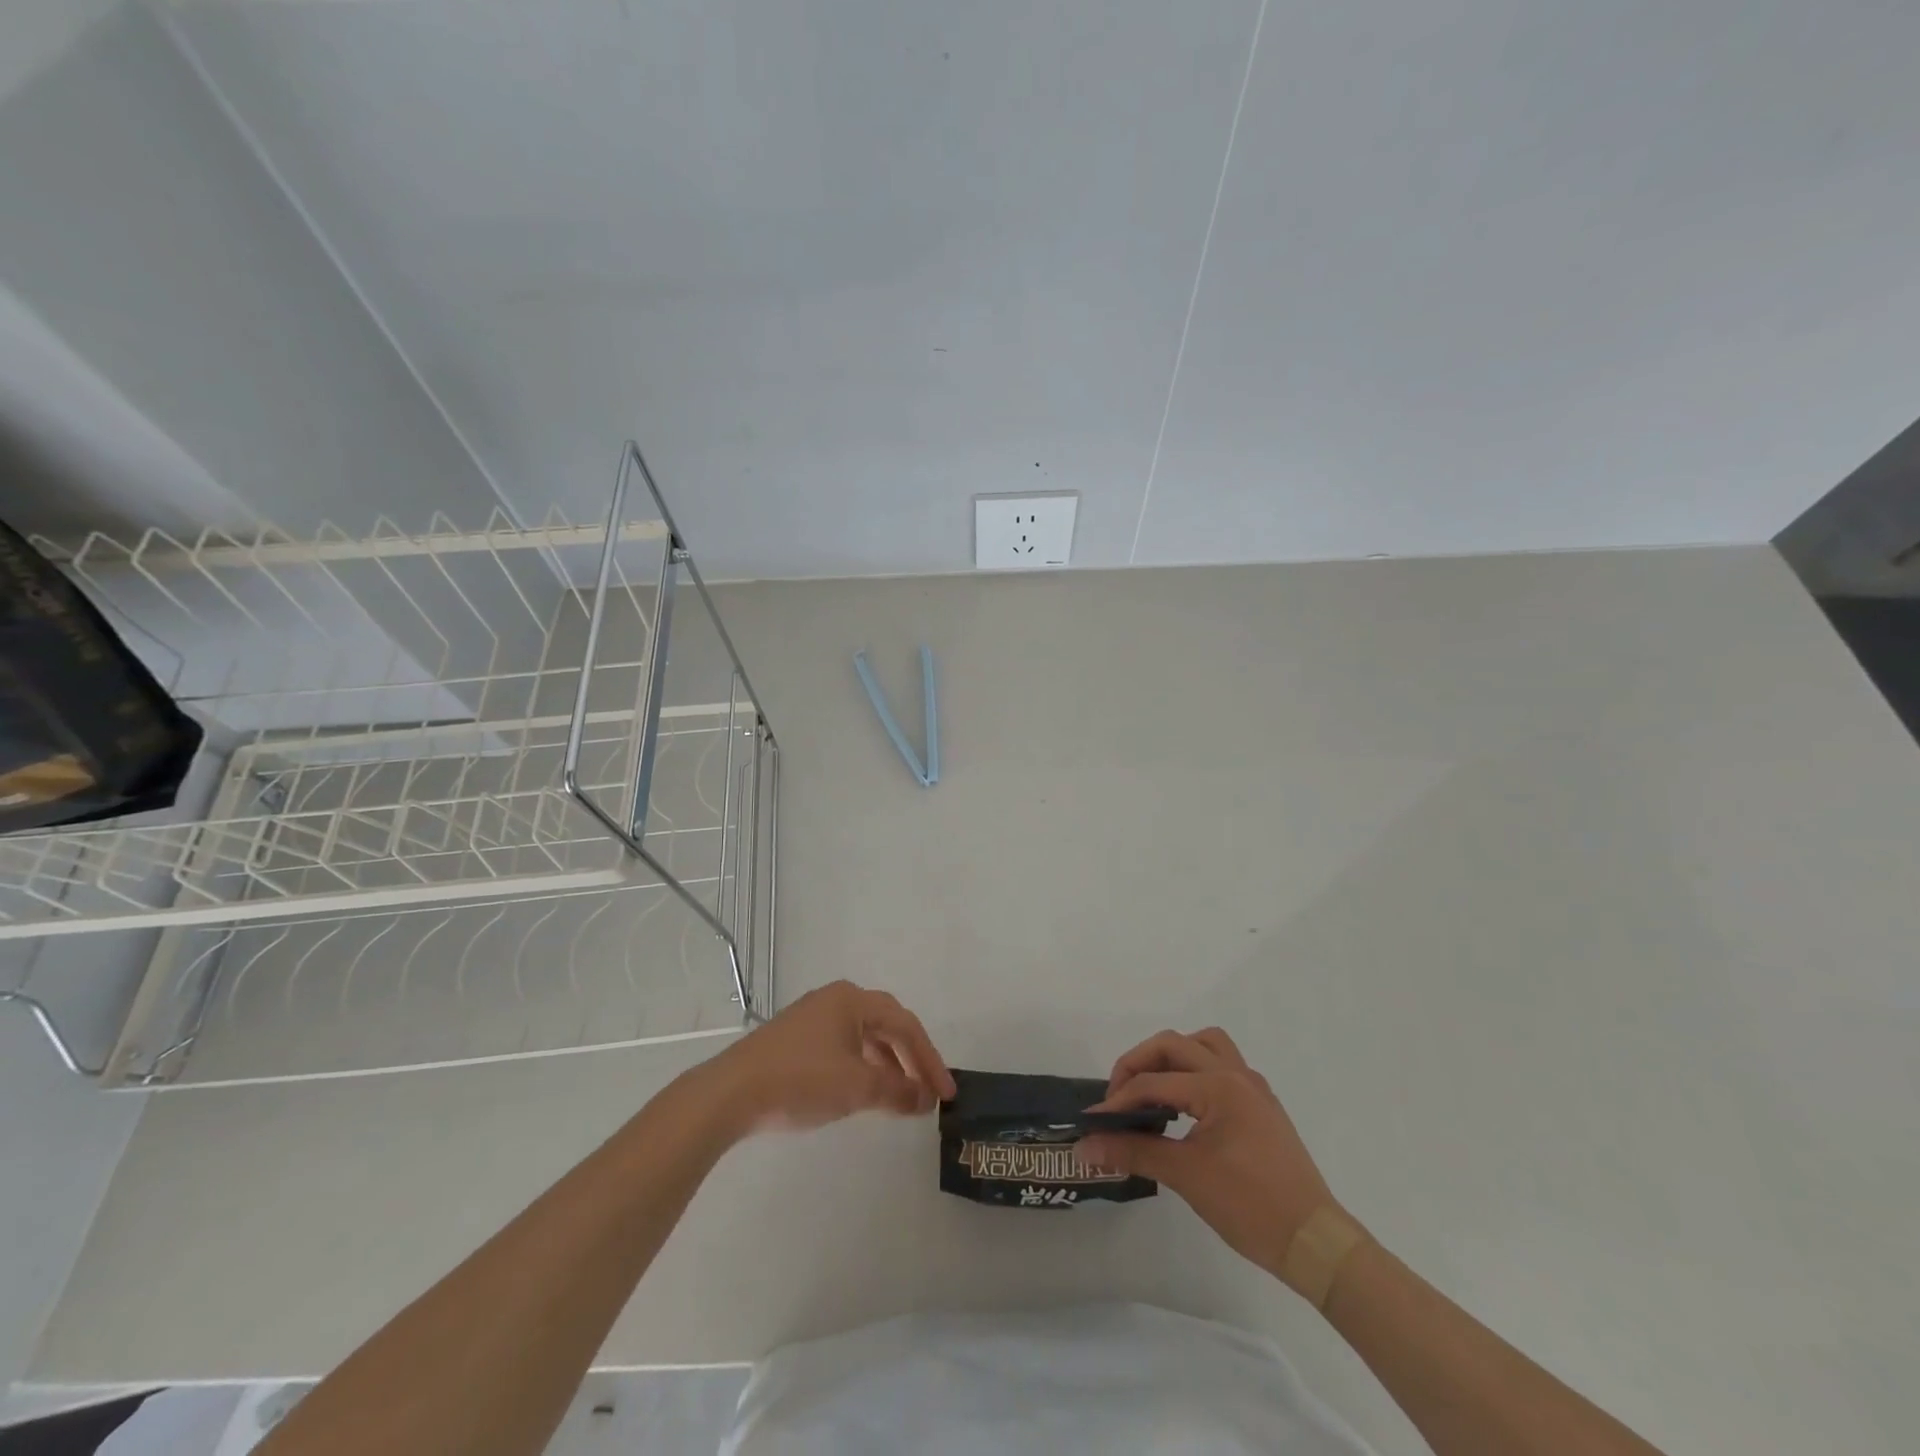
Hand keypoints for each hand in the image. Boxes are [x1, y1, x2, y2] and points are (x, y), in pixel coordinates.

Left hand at [700, 980, 955, 1137]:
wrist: (730, 1093)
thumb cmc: (800, 1081)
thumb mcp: (857, 1087)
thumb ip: (897, 1091)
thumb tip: (925, 1098)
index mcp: (852, 1000)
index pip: (905, 1025)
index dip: (930, 1059)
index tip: (946, 1093)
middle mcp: (835, 999)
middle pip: (886, 1025)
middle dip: (911, 1058)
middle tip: (928, 1091)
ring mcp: (812, 1017)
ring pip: (863, 1036)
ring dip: (886, 1064)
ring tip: (899, 1096)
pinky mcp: (794, 1038)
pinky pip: (842, 1046)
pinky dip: (861, 1067)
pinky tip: (861, 1091)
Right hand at [1080, 1027, 1337, 1275]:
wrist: (1316, 1243)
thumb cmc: (1251, 1206)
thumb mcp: (1187, 1177)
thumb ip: (1134, 1152)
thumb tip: (1086, 1145)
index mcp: (1219, 1086)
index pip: (1154, 1082)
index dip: (1118, 1101)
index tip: (1093, 1122)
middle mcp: (1236, 1075)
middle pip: (1175, 1044)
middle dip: (1139, 1064)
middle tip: (1118, 1098)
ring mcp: (1253, 1088)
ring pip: (1204, 1045)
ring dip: (1172, 1057)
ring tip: (1152, 1089)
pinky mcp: (1261, 1106)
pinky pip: (1221, 1067)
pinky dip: (1195, 1073)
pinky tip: (1184, 1107)